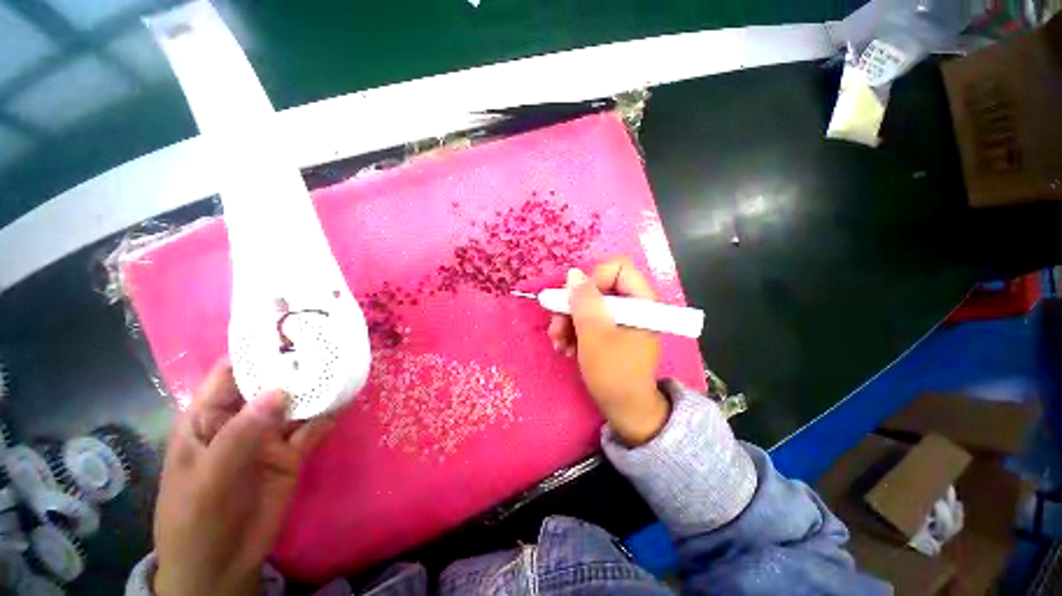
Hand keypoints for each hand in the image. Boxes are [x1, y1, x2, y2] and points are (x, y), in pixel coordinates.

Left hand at [154, 362, 334, 595]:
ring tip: (345, 366)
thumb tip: (279, 391)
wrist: (220, 564)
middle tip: (329, 345)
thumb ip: (241, 434)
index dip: (256, 351)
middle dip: (296, 366)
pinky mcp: (291, 453)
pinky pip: (313, 428)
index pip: (230, 373)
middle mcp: (242, 420)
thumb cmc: (196, 518)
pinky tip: (346, 398)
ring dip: (318, 387)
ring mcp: (269, 437)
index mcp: (209, 417)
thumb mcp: (209, 477)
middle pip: (270, 384)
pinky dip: (329, 413)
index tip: (289, 332)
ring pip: (296, 404)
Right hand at [548, 258, 669, 445]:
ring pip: (588, 305)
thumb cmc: (614, 374)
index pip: (616, 268)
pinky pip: (589, 320)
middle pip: (597, 287)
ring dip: (568, 322)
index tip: (576, 302)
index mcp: (640, 301)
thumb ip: (584, 302)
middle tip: (557, 327)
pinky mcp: (610, 331)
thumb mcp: (595, 336)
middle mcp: (632, 305)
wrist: (626, 411)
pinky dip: (574, 331)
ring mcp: (620, 319)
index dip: (593, 280)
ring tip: (559, 344)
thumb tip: (573, 273)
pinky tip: (566, 348)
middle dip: (572, 306)